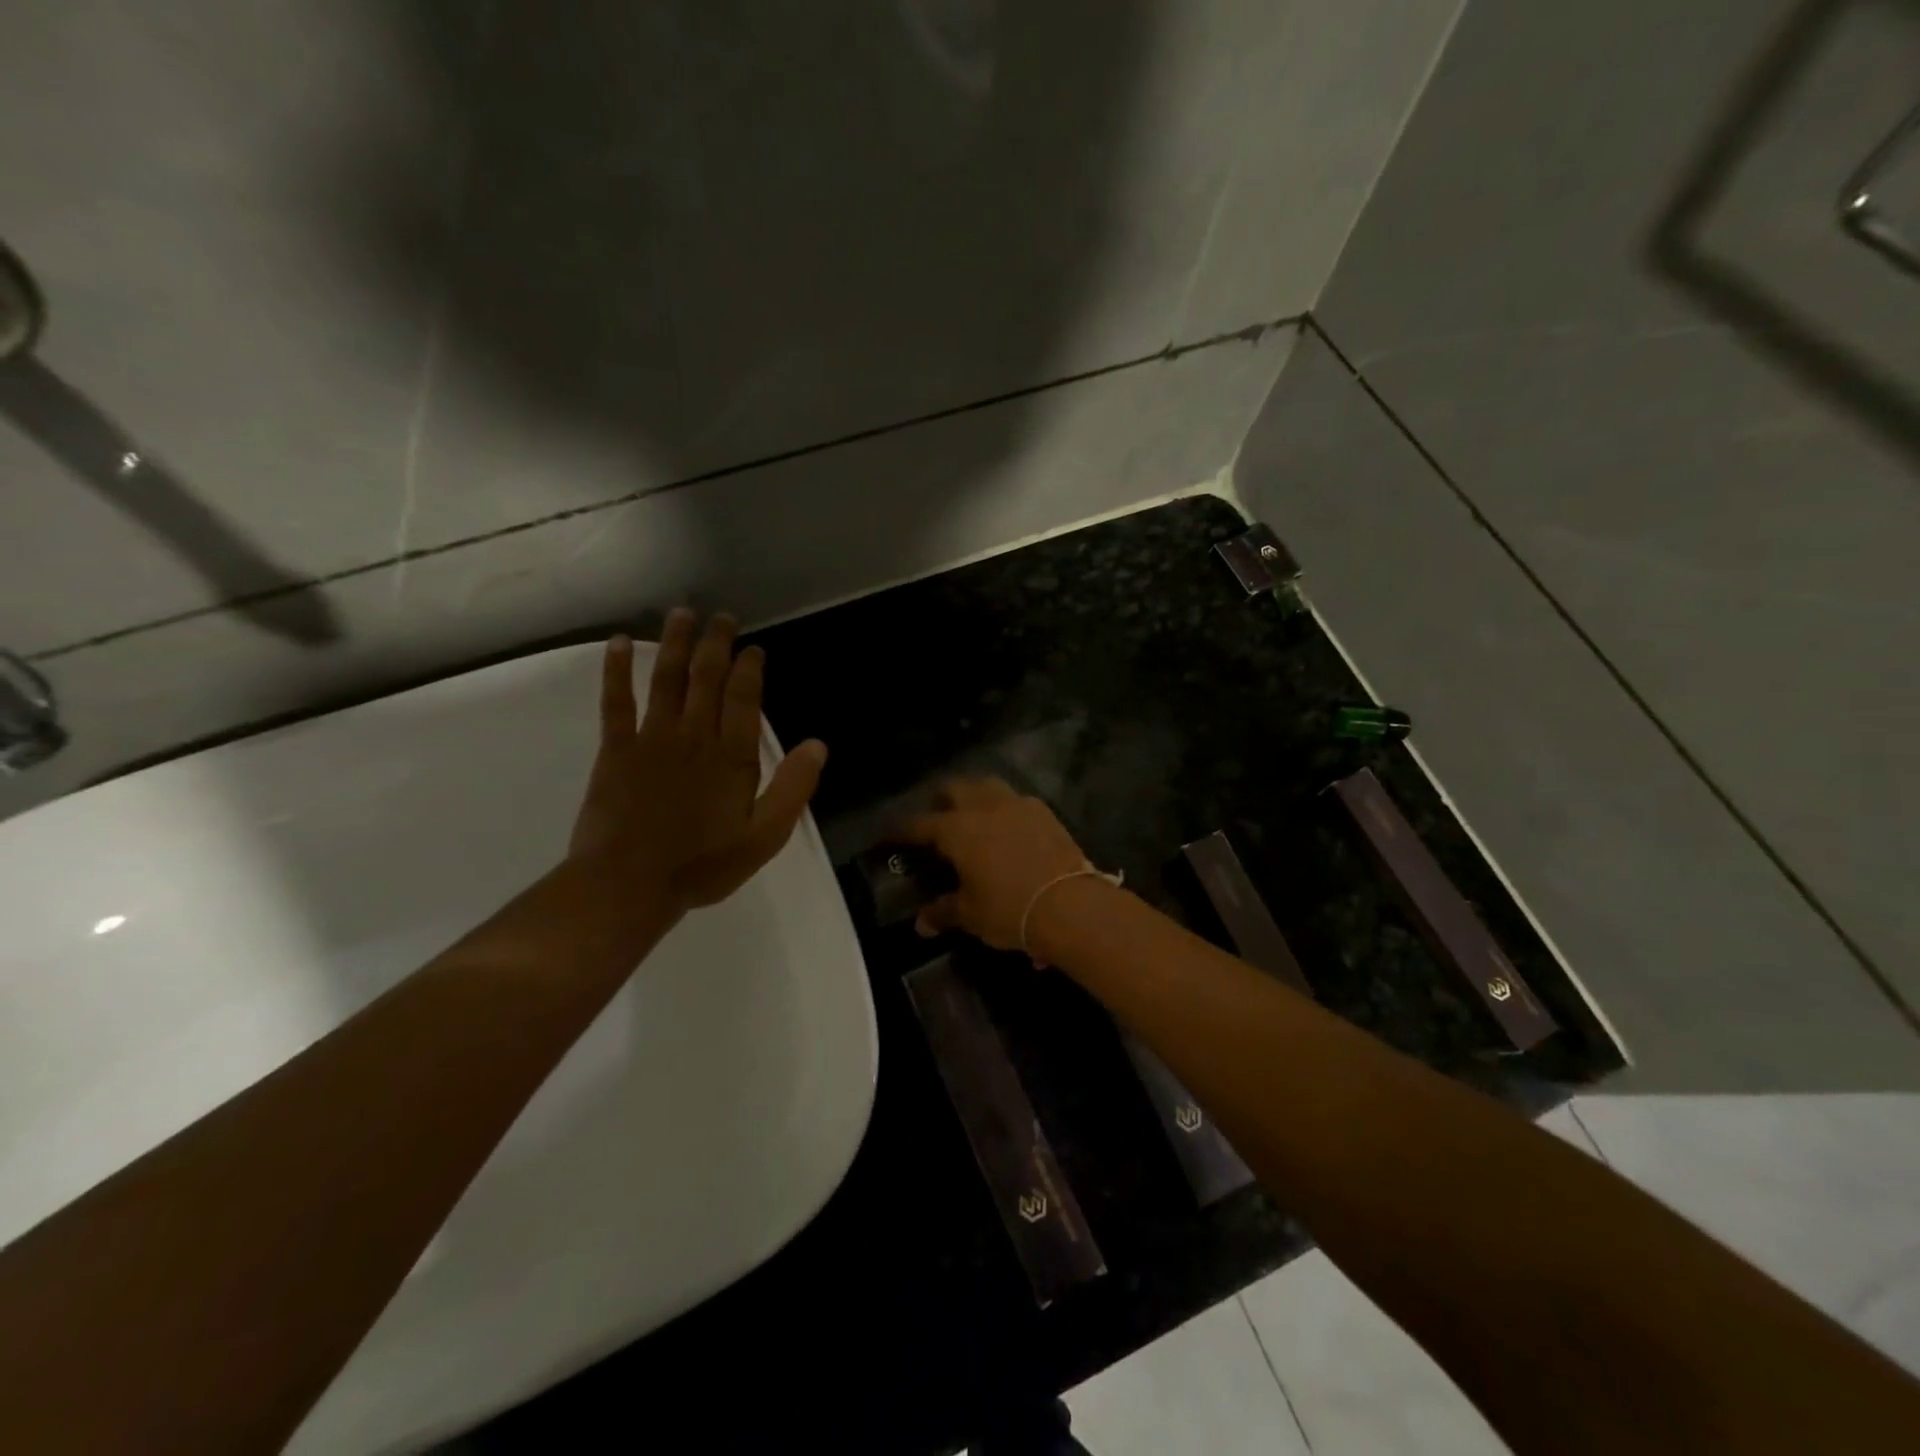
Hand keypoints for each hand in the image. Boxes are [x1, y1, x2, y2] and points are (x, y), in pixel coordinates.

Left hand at [568, 610, 827, 911]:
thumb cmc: (703, 864)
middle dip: (716, 644)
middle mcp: (694, 735)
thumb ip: (793, 788)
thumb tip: (818, 745)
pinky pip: (617, 701)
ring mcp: (652, 738)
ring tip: (682, 614)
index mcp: (732, 756)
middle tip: (721, 618)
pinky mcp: (616, 749)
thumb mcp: (765, 836)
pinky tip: (620, 642)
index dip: (749, 668)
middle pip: (706, 678)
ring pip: (667, 679)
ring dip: (675, 644)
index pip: (743, 698)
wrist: (628, 884)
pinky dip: (617, 670)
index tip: (753, 649)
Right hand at [899, 778, 1092, 951]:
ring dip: (974, 795)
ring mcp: (1017, 804)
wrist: (1070, 905)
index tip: (890, 835)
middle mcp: (983, 807)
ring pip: (987, 785)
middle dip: (940, 800)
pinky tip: (1008, 826)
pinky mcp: (1044, 812)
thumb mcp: (971, 914)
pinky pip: (1016, 800)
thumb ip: (944, 912)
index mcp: (957, 829)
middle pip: (954, 788)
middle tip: (935, 819)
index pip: (919, 824)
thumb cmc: (1009, 909)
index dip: (901, 830)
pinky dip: (1005, 808)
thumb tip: (922, 923)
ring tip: (972, 815)